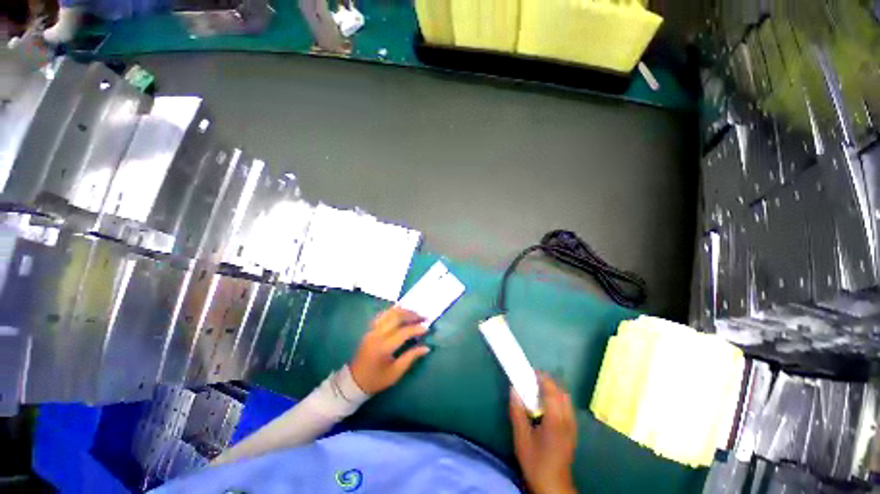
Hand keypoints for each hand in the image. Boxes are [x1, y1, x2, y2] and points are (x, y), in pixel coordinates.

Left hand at [349, 307, 430, 393]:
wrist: (354, 381)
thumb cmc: (377, 379)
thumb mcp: (396, 372)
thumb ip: (411, 357)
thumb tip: (426, 347)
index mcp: (383, 347)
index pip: (403, 332)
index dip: (416, 328)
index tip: (427, 327)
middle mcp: (377, 335)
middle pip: (396, 318)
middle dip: (411, 315)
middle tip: (423, 316)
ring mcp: (372, 330)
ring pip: (388, 313)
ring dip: (403, 311)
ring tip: (415, 312)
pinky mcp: (370, 329)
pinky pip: (382, 315)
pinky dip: (393, 311)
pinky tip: (401, 312)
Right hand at [510, 373, 577, 493]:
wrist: (553, 485)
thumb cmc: (535, 462)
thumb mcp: (521, 438)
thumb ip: (517, 411)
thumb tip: (514, 389)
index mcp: (555, 419)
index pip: (551, 390)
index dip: (541, 377)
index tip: (529, 372)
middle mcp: (567, 419)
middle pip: (561, 391)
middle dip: (547, 382)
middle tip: (531, 381)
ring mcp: (572, 425)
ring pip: (565, 398)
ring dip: (553, 390)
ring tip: (537, 391)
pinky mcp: (572, 430)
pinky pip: (567, 406)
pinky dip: (557, 399)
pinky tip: (546, 406)